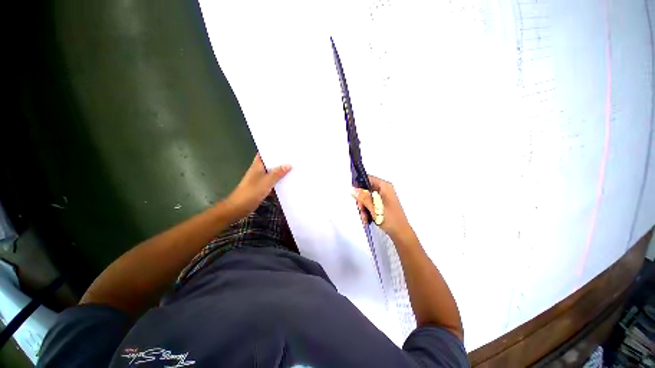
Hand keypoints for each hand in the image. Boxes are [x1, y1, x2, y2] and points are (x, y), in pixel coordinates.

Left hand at [225, 153, 290, 218]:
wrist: (239, 207)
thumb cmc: (251, 192)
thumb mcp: (267, 181)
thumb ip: (278, 173)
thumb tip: (288, 165)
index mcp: (257, 165)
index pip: (264, 153)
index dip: (273, 150)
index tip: (284, 148)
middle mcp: (258, 170)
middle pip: (270, 163)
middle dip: (280, 162)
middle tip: (292, 159)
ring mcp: (259, 179)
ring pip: (272, 173)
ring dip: (280, 173)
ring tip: (292, 169)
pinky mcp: (261, 187)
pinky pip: (272, 182)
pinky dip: (278, 182)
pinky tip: (286, 183)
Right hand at [352, 175, 412, 239]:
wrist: (400, 233)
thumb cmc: (390, 219)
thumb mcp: (375, 208)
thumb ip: (363, 198)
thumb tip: (353, 189)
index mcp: (384, 186)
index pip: (368, 178)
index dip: (359, 185)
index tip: (354, 194)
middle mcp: (384, 189)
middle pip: (366, 190)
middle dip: (361, 201)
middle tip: (361, 210)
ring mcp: (382, 197)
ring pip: (366, 198)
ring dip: (363, 208)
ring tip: (365, 218)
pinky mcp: (381, 204)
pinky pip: (370, 203)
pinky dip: (367, 211)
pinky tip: (367, 219)